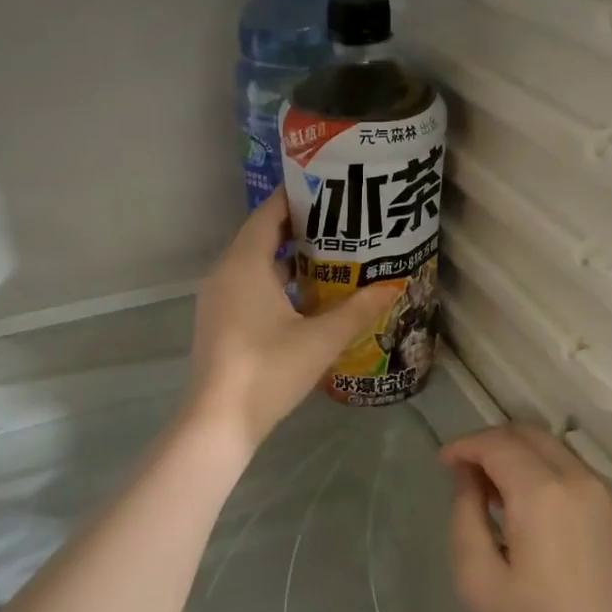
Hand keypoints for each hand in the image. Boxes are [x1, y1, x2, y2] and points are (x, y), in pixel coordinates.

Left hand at [185, 196, 394, 448]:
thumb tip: (394, 285)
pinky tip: (302, 297)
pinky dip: (272, 281)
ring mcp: (216, 298)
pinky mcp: (217, 321)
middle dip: (298, 228)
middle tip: (339, 224)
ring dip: (286, 258)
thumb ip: (359, 309)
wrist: (219, 421)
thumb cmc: (270, 370)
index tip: (329, 190)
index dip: (296, 199)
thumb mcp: (322, 338)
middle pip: (260, 236)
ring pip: (252, 264)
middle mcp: (225, 273)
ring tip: (328, 256)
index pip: (269, 214)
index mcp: (245, 264)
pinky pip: (245, 285)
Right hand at [447, 426, 611, 611]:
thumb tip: (467, 477)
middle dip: (489, 442)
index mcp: (542, 493)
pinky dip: (539, 467)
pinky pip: (568, 466)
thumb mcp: (478, 579)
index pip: (497, 443)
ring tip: (489, 488)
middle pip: (526, 433)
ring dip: (515, 453)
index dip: (464, 445)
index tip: (442, 464)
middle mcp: (576, 479)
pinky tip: (522, 502)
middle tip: (462, 471)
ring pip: (549, 446)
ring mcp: (601, 492)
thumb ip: (465, 515)